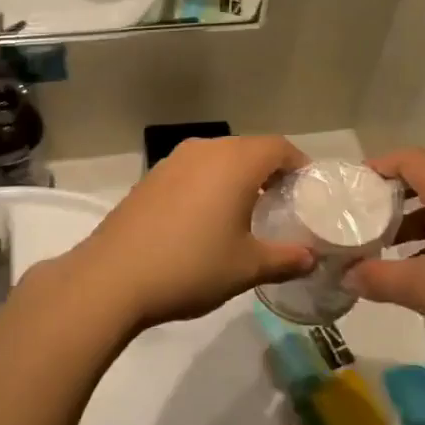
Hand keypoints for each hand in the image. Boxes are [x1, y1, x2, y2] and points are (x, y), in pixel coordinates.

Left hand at [65, 135, 314, 330]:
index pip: (279, 147)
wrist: (113, 277)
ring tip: (246, 212)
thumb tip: (311, 258)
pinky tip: (207, 219)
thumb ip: (286, 259)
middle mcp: (205, 150)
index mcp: (235, 162)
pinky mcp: (151, 178)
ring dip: (237, 177)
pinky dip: (210, 184)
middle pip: (249, 149)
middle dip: (270, 171)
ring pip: (219, 158)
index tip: (308, 192)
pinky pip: (194, 170)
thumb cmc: (191, 266)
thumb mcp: (247, 267)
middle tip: (282, 204)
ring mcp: (173, 161)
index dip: (299, 166)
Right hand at [343, 149, 424, 368]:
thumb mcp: (420, 289)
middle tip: (364, 217)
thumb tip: (345, 276)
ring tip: (388, 245)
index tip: (352, 187)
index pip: (409, 160)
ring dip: (414, 217)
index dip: (378, 167)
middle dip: (392, 195)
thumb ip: (377, 278)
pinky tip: (424, 265)